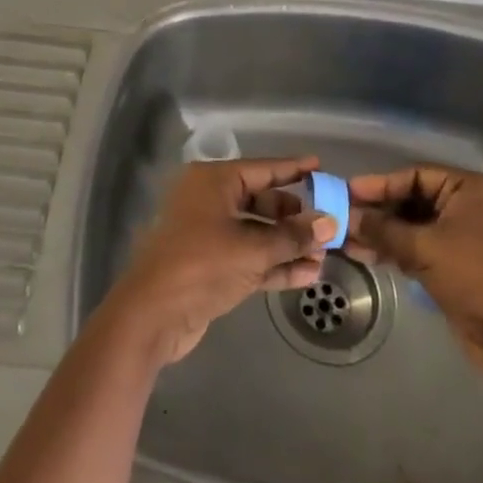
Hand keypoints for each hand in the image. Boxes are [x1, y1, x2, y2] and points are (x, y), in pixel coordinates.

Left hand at [106, 156, 337, 366]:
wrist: (152, 315)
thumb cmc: (201, 265)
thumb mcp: (252, 249)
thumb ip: (292, 236)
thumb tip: (330, 222)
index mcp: (213, 181)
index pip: (262, 169)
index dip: (293, 169)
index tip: (320, 166)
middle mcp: (211, 201)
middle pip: (261, 201)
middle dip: (295, 216)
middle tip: (329, 223)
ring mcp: (210, 234)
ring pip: (258, 233)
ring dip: (289, 245)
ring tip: (326, 255)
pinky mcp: (212, 266)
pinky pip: (250, 257)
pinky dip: (275, 264)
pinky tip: (307, 275)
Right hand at [346, 165, 482, 394]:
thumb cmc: (475, 278)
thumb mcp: (425, 249)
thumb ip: (384, 230)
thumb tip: (348, 218)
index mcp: (470, 189)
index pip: (415, 176)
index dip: (380, 184)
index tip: (347, 191)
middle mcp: (467, 206)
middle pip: (412, 200)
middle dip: (378, 212)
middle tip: (343, 217)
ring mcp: (462, 236)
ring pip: (412, 226)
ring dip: (382, 233)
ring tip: (347, 240)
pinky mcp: (455, 263)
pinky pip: (419, 247)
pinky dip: (395, 250)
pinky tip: (365, 254)